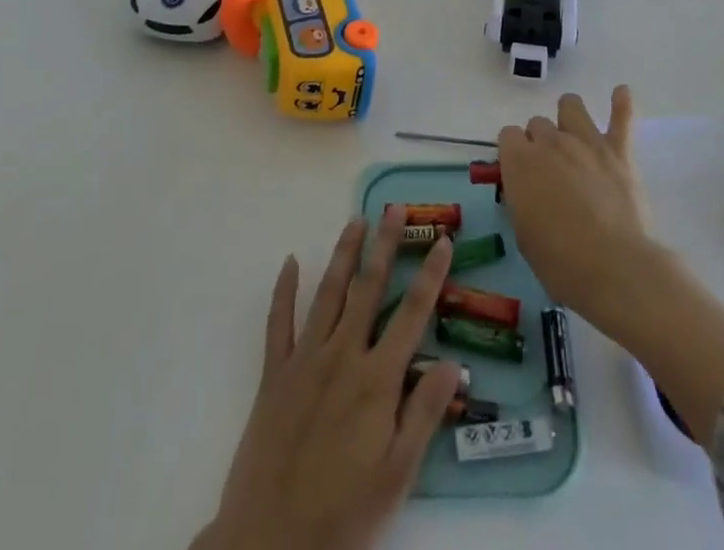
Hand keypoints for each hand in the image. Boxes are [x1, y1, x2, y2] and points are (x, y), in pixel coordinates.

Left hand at [194, 209, 461, 549]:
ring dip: (344, 253)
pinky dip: (284, 289)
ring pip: (329, 293)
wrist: (269, 544)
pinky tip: (292, 261)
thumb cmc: (342, 515)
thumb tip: (454, 362)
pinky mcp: (274, 374)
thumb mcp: (397, 477)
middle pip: (369, 288)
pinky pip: (278, 322)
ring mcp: (305, 360)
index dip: (430, 274)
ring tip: (356, 220)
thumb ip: (423, 414)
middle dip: (385, 244)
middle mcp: (343, 356)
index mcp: (376, 380)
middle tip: (394, 208)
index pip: (412, 313)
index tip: (442, 239)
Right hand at [499, 86, 723, 445]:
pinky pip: (621, 117)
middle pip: (538, 123)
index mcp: (520, 161)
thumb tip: (527, 188)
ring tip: (574, 135)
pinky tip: (621, 92)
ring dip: (568, 118)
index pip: (508, 135)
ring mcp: (586, 141)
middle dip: (540, 142)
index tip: (520, 174)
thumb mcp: (524, 234)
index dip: (513, 153)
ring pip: (571, 105)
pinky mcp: (618, 151)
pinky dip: (621, 104)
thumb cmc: (561, 262)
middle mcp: (550, 142)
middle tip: (550, 172)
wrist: (615, 268)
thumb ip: (521, 199)